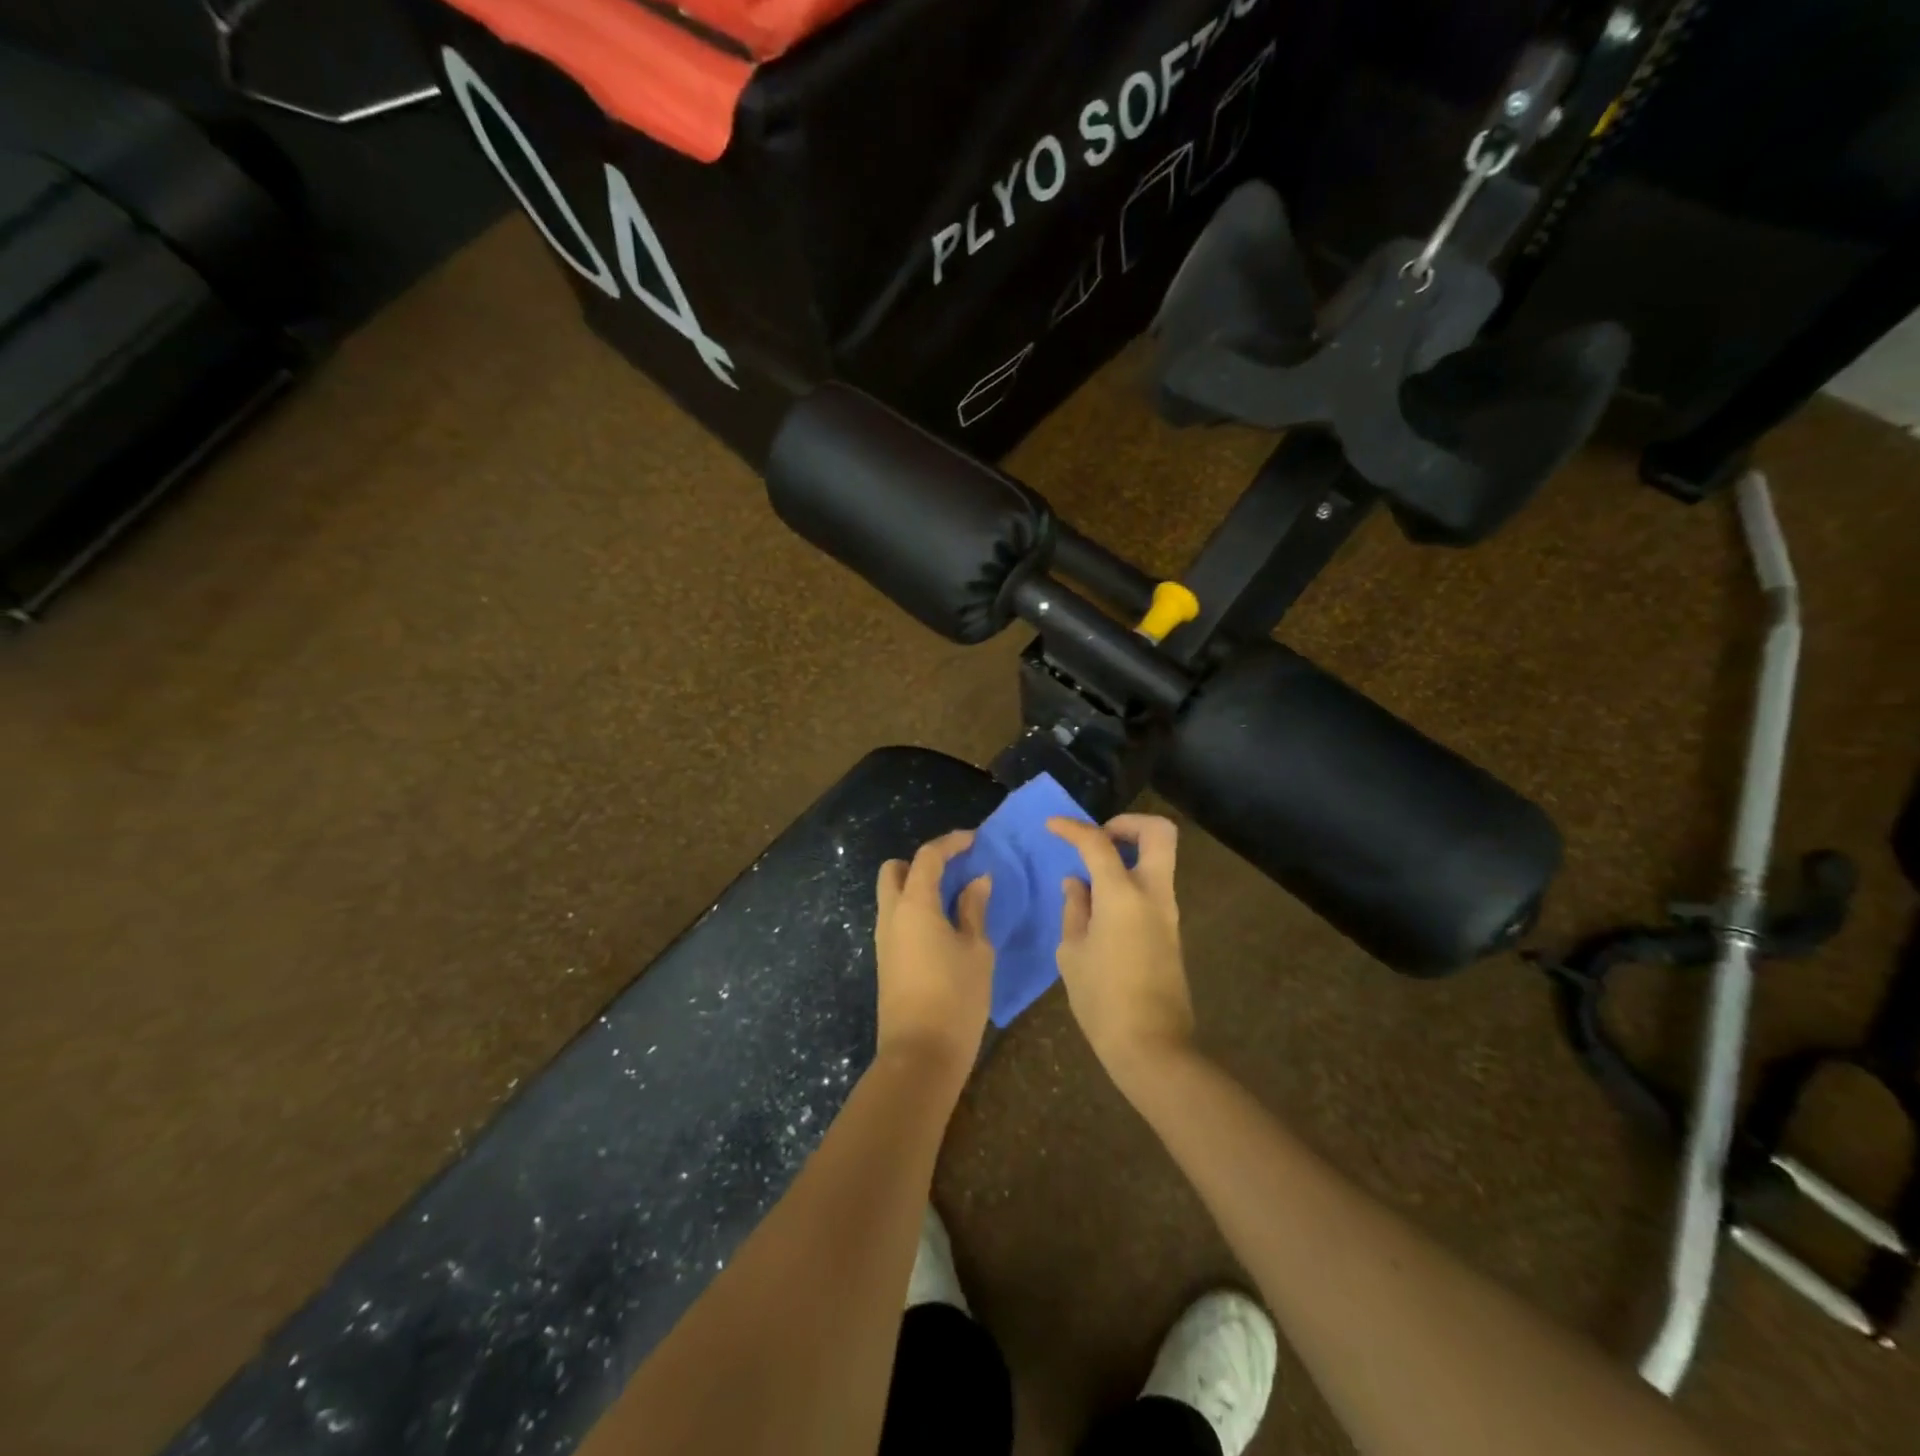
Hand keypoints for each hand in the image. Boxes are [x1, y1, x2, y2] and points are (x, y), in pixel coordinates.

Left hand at [873, 830, 993, 1088]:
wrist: (920, 1056)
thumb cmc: (956, 998)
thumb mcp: (976, 950)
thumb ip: (974, 910)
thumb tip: (977, 881)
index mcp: (914, 905)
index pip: (928, 857)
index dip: (951, 843)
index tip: (974, 840)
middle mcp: (891, 915)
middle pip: (895, 870)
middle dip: (922, 862)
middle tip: (954, 871)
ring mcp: (883, 939)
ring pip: (892, 896)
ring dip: (917, 887)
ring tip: (954, 899)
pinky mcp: (885, 960)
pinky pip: (896, 919)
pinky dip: (915, 910)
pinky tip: (943, 926)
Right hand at [1048, 814, 1194, 1088]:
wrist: (1151, 1046)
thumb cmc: (1102, 1000)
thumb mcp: (1072, 952)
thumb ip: (1075, 909)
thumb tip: (1077, 883)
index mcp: (1123, 895)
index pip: (1098, 843)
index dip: (1073, 828)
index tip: (1052, 826)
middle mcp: (1153, 894)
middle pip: (1159, 833)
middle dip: (1128, 824)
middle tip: (1098, 838)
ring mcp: (1168, 913)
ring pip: (1159, 859)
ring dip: (1129, 854)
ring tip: (1091, 875)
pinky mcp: (1170, 931)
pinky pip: (1153, 887)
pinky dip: (1130, 880)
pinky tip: (1101, 905)